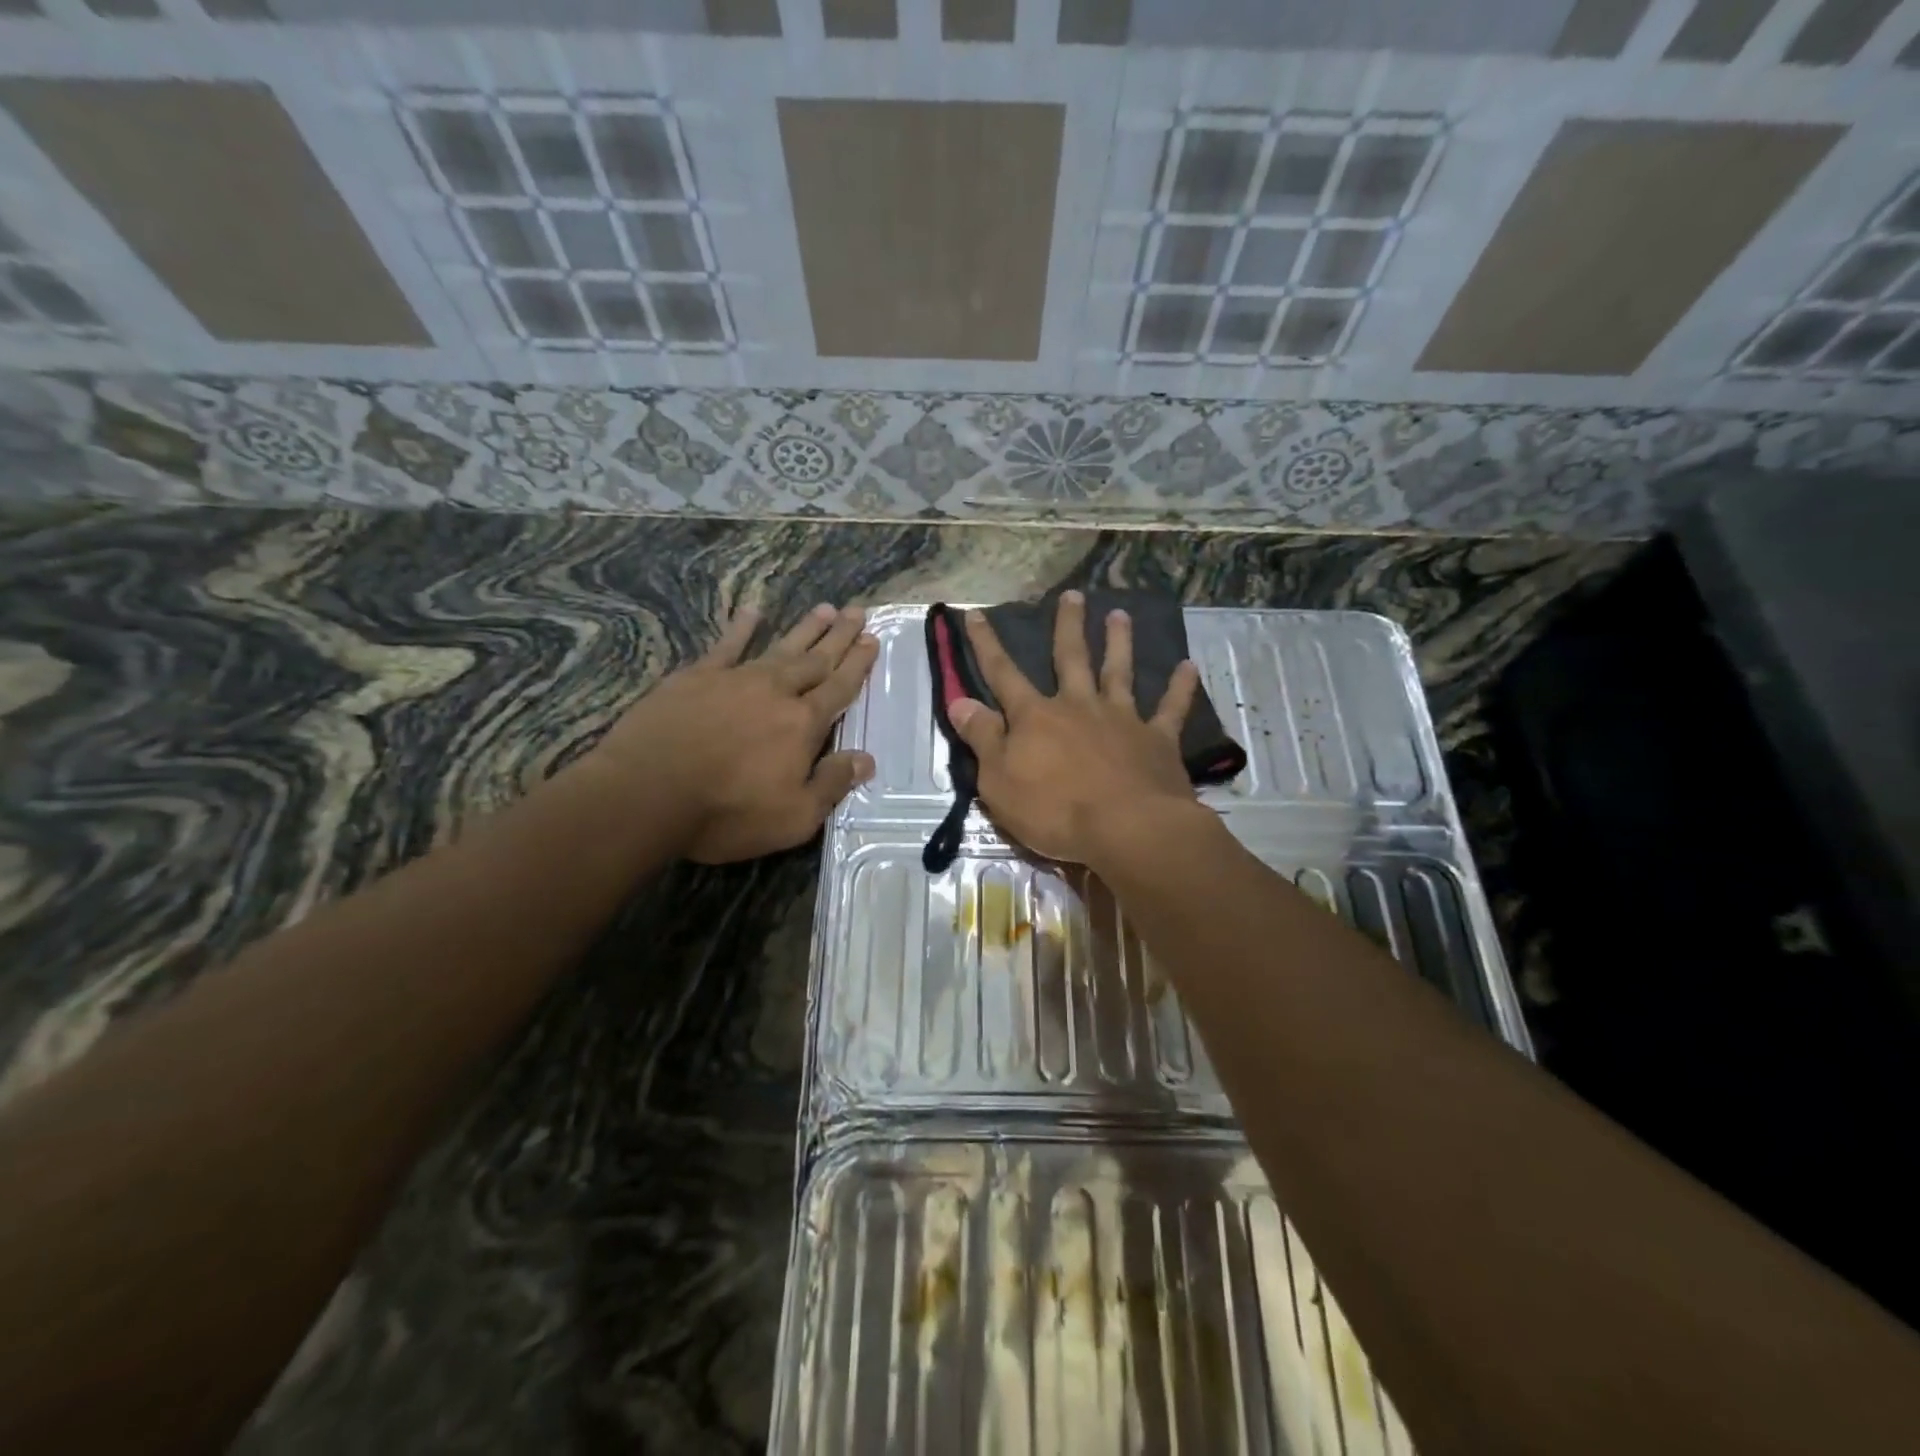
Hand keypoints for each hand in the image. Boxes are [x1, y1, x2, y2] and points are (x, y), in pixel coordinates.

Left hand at [589, 603, 878, 863]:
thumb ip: (832, 785)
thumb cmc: (727, 812)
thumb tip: (866, 759)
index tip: (873, 640)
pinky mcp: (696, 677)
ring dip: (805, 629)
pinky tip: (753, 611)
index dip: (858, 665)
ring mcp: (735, 679)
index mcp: (803, 725)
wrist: (648, 792)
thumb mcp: (793, 817)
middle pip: (816, 660)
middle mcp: (776, 693)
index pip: (839, 688)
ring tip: (826, 608)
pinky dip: (742, 627)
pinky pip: (726, 645)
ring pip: (780, 647)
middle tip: (858, 612)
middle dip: (840, 637)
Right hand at [949, 590, 1203, 864]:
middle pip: (1070, 658)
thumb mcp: (998, 781)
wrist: (1127, 830)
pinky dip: (1181, 687)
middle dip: (1068, 626)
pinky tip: (1189, 667)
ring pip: (1119, 672)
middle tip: (1073, 595)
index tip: (976, 613)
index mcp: (1035, 717)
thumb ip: (982, 738)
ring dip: (1119, 642)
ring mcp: (1121, 719)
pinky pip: (1171, 708)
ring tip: (1121, 615)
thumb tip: (960, 701)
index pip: (1003, 674)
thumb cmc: (1054, 811)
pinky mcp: (1157, 740)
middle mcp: (1078, 707)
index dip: (986, 644)